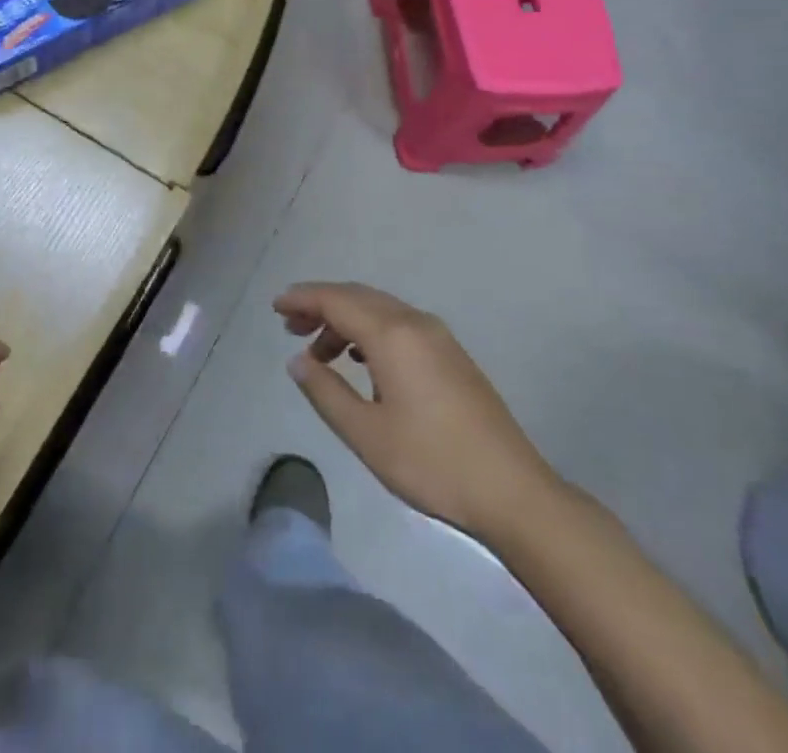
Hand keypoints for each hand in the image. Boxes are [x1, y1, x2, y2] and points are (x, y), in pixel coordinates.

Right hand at [276, 282, 560, 534]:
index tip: (275, 307)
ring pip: (380, 310)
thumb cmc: (432, 463)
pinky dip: (370, 331)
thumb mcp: (366, 434)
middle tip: (290, 326)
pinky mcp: (452, 355)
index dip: (303, 299)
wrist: (512, 491)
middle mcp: (415, 323)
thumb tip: (298, 362)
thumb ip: (326, 392)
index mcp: (393, 335)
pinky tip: (361, 360)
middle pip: (358, 297)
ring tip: (320, 353)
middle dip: (321, 305)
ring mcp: (439, 337)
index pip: (337, 300)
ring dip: (346, 320)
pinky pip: (400, 324)